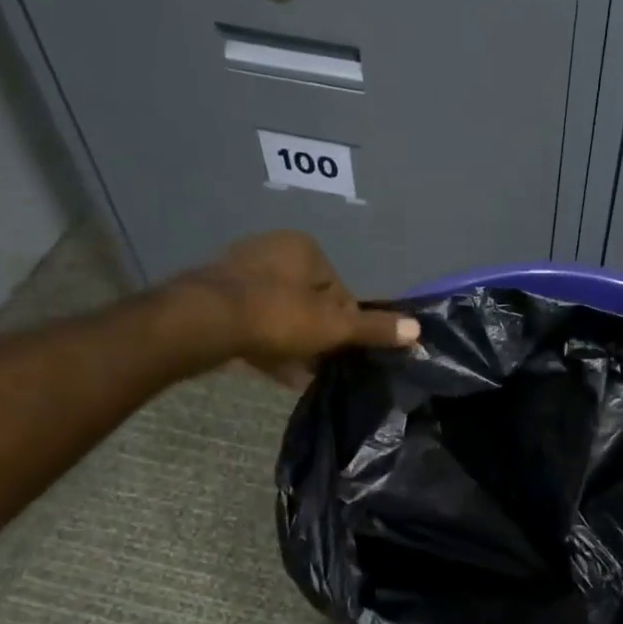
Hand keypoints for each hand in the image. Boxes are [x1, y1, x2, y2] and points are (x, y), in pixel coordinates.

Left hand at [159, 230, 417, 385]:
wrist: (203, 323)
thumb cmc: (278, 315)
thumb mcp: (335, 326)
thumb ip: (375, 329)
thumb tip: (418, 330)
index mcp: (304, 248)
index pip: (339, 290)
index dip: (345, 323)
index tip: (342, 349)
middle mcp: (271, 250)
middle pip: (309, 301)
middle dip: (318, 335)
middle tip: (322, 364)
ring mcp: (239, 272)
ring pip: (280, 313)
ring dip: (294, 344)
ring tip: (301, 375)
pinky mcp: (216, 296)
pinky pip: (254, 322)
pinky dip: (268, 344)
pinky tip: (278, 372)